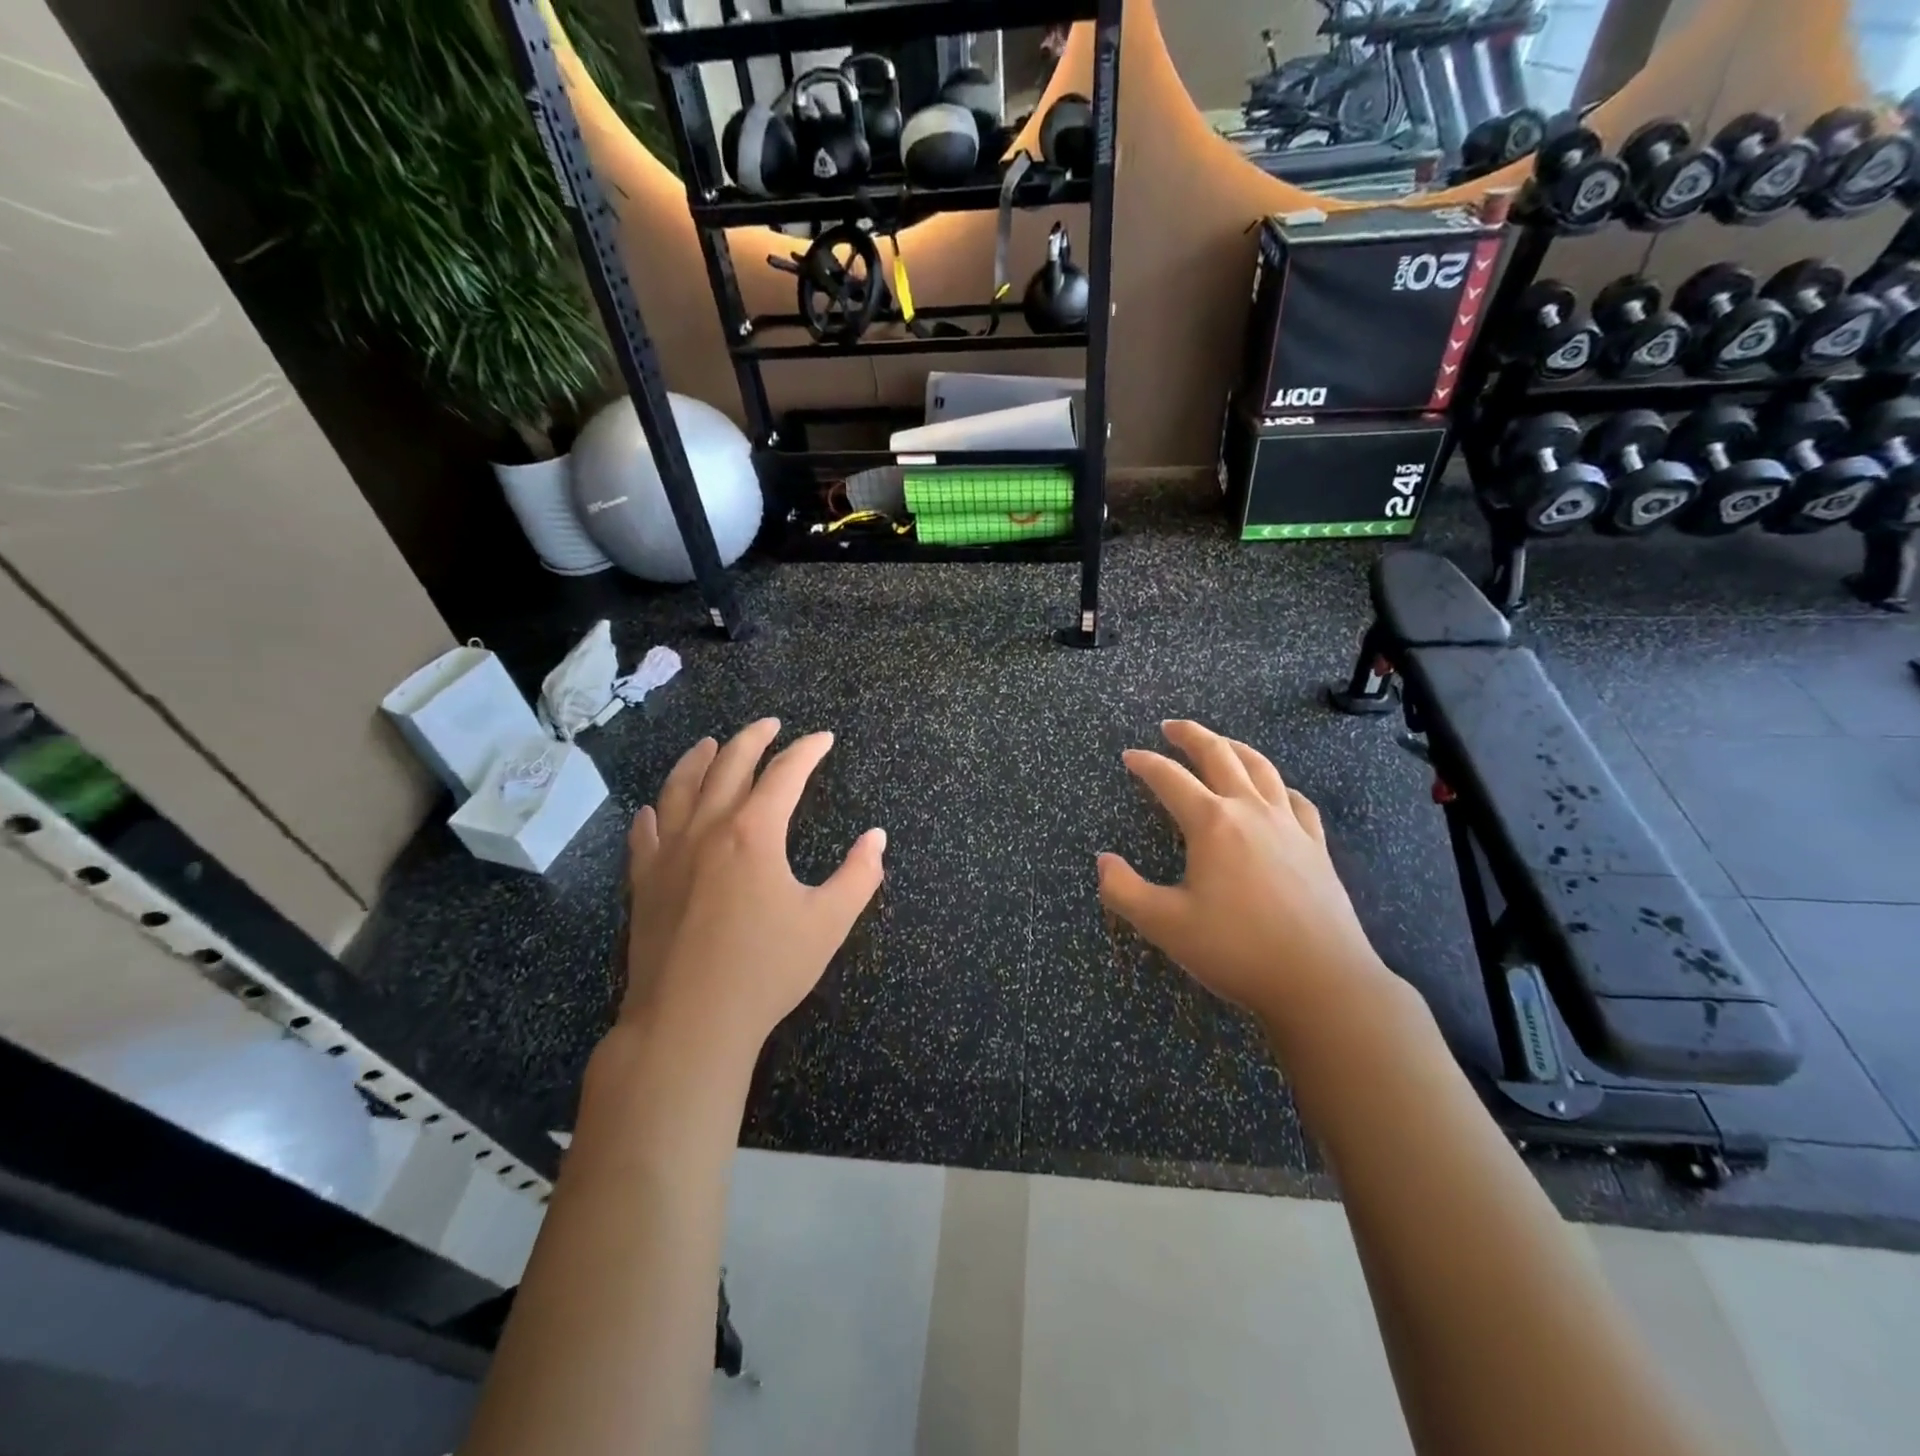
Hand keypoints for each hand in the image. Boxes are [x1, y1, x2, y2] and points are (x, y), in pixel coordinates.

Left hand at [620, 719, 885, 1067]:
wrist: (689, 1021)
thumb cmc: (766, 970)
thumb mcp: (828, 923)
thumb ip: (858, 875)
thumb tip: (877, 837)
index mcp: (754, 832)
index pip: (785, 773)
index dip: (807, 750)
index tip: (824, 738)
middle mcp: (708, 829)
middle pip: (729, 765)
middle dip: (753, 738)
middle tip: (771, 724)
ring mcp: (669, 854)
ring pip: (680, 788)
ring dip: (698, 759)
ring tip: (710, 743)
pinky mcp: (644, 883)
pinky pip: (644, 834)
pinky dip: (653, 813)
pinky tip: (653, 809)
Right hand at [1097, 720, 1391, 1037]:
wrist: (1321, 981)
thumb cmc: (1237, 950)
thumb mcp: (1165, 925)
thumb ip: (1124, 890)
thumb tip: (1103, 861)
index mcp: (1212, 824)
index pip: (1170, 779)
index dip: (1146, 764)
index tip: (1130, 756)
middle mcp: (1251, 812)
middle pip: (1220, 756)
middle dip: (1192, 736)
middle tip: (1171, 726)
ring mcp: (1289, 826)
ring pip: (1261, 769)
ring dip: (1235, 748)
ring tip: (1220, 743)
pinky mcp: (1316, 847)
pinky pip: (1296, 801)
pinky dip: (1278, 786)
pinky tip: (1276, 792)